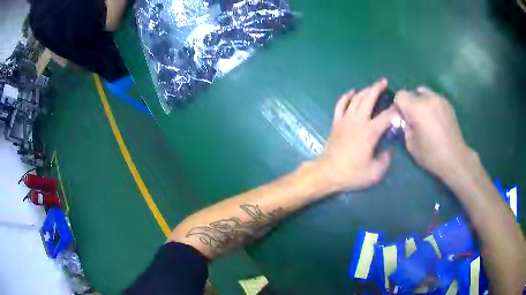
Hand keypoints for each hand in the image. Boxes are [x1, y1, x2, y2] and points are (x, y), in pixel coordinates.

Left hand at [317, 79, 397, 190]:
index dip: (396, 110)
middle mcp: (358, 121)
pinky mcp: (336, 122)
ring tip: (372, 86)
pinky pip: (340, 105)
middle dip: (377, 88)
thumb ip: (385, 161)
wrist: (327, 173)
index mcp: (370, 132)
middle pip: (369, 99)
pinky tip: (351, 92)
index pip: (386, 116)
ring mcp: (345, 120)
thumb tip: (388, 151)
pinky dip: (346, 96)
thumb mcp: (375, 173)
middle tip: (384, 81)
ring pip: (356, 99)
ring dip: (365, 90)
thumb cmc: (352, 174)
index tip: (401, 106)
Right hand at [394, 87, 475, 182]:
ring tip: (425, 118)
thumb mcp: (411, 145)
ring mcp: (439, 99)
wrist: (455, 158)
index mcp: (417, 109)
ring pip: (423, 92)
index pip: (400, 95)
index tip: (402, 117)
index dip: (399, 106)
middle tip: (414, 119)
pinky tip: (435, 119)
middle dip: (410, 103)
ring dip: (421, 102)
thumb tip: (405, 119)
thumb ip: (405, 127)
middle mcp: (428, 99)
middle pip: (412, 92)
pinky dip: (431, 105)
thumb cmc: (431, 155)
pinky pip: (434, 98)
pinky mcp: (447, 103)